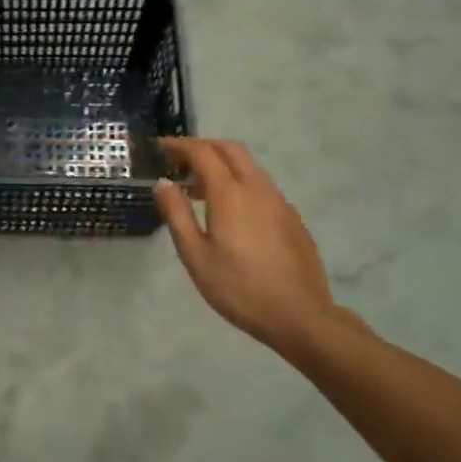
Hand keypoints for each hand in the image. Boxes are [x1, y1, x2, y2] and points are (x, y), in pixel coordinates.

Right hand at [154, 139, 361, 366]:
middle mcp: (257, 188)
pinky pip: (261, 186)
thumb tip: (163, 182)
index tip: (160, 147)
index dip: (179, 145)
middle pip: (230, 150)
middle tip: (179, 158)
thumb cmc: (238, 288)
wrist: (300, 316)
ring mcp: (279, 202)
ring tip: (199, 186)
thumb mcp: (195, 255)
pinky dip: (239, 182)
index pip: (202, 153)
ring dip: (222, 164)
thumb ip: (177, 214)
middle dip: (203, 146)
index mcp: (230, 194)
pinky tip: (230, 211)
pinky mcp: (292, 218)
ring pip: (249, 167)